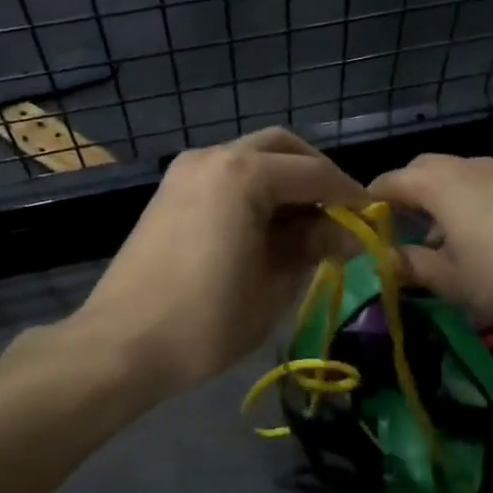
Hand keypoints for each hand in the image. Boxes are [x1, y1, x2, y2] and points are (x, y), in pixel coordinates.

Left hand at [73, 129, 370, 398]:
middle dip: (316, 173)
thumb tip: (349, 231)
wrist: (120, 345)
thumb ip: (315, 247)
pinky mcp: (170, 191)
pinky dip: (254, 188)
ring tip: (307, 223)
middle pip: (281, 147)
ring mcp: (186, 170)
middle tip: (340, 211)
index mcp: (243, 173)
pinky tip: (267, 226)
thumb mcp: (274, 286)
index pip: (314, 174)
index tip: (372, 218)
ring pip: (251, 156)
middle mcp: (214, 156)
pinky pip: (226, 174)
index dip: (350, 195)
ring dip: (284, 179)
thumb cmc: (206, 321)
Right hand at [368, 153, 492, 330]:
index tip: (359, 228)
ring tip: (439, 246)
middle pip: (422, 171)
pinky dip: (468, 208)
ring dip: (438, 205)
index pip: (388, 181)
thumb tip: (385, 260)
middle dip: (405, 198)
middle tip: (397, 233)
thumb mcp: (452, 281)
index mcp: (438, 183)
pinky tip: (481, 245)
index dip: (368, 203)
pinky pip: (482, 189)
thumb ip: (412, 267)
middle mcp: (467, 167)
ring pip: (455, 180)